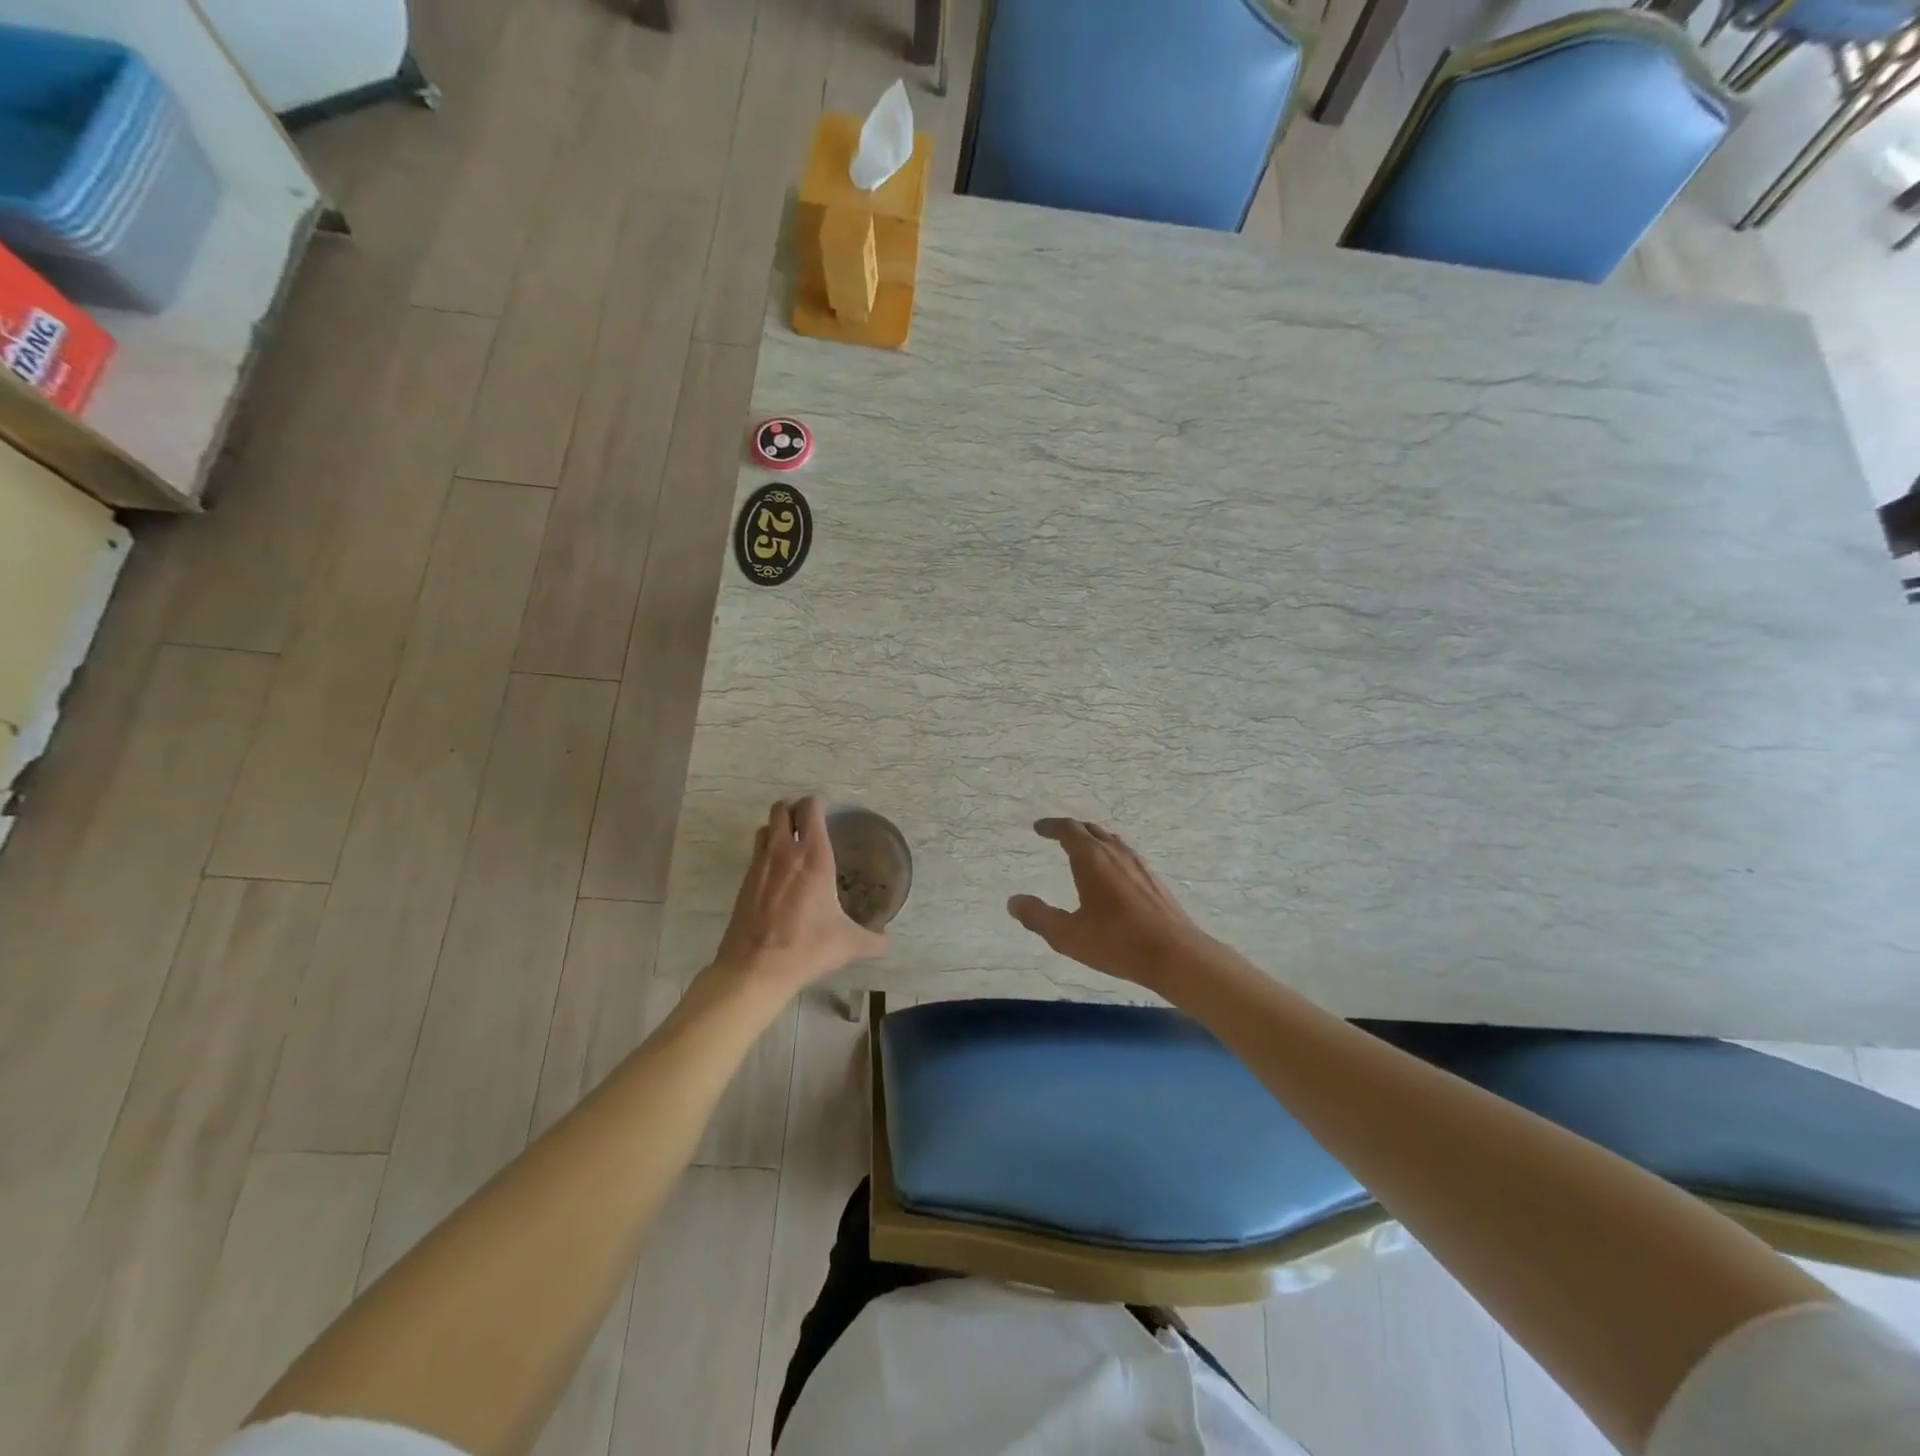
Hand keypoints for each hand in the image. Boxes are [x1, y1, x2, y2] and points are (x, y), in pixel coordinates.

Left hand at [710, 797, 889, 995]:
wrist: (755, 969)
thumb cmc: (807, 947)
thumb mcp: (849, 944)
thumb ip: (873, 940)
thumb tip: (888, 941)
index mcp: (813, 856)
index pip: (810, 808)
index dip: (818, 803)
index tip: (828, 810)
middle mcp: (783, 852)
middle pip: (781, 808)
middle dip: (794, 808)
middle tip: (809, 821)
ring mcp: (759, 865)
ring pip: (765, 827)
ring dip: (777, 827)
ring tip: (791, 842)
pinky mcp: (744, 883)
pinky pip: (756, 853)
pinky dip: (766, 852)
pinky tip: (778, 874)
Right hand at [1007, 819, 1214, 990]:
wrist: (1175, 954)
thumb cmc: (1117, 942)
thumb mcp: (1068, 935)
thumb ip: (1038, 917)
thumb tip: (1014, 901)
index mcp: (1092, 859)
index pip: (1068, 830)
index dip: (1051, 826)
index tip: (1038, 828)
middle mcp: (1115, 853)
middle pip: (1090, 830)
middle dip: (1070, 829)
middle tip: (1055, 835)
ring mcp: (1137, 863)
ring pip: (1110, 840)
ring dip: (1092, 839)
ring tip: (1080, 850)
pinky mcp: (1152, 878)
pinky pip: (1124, 853)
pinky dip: (1108, 852)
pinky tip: (1110, 873)